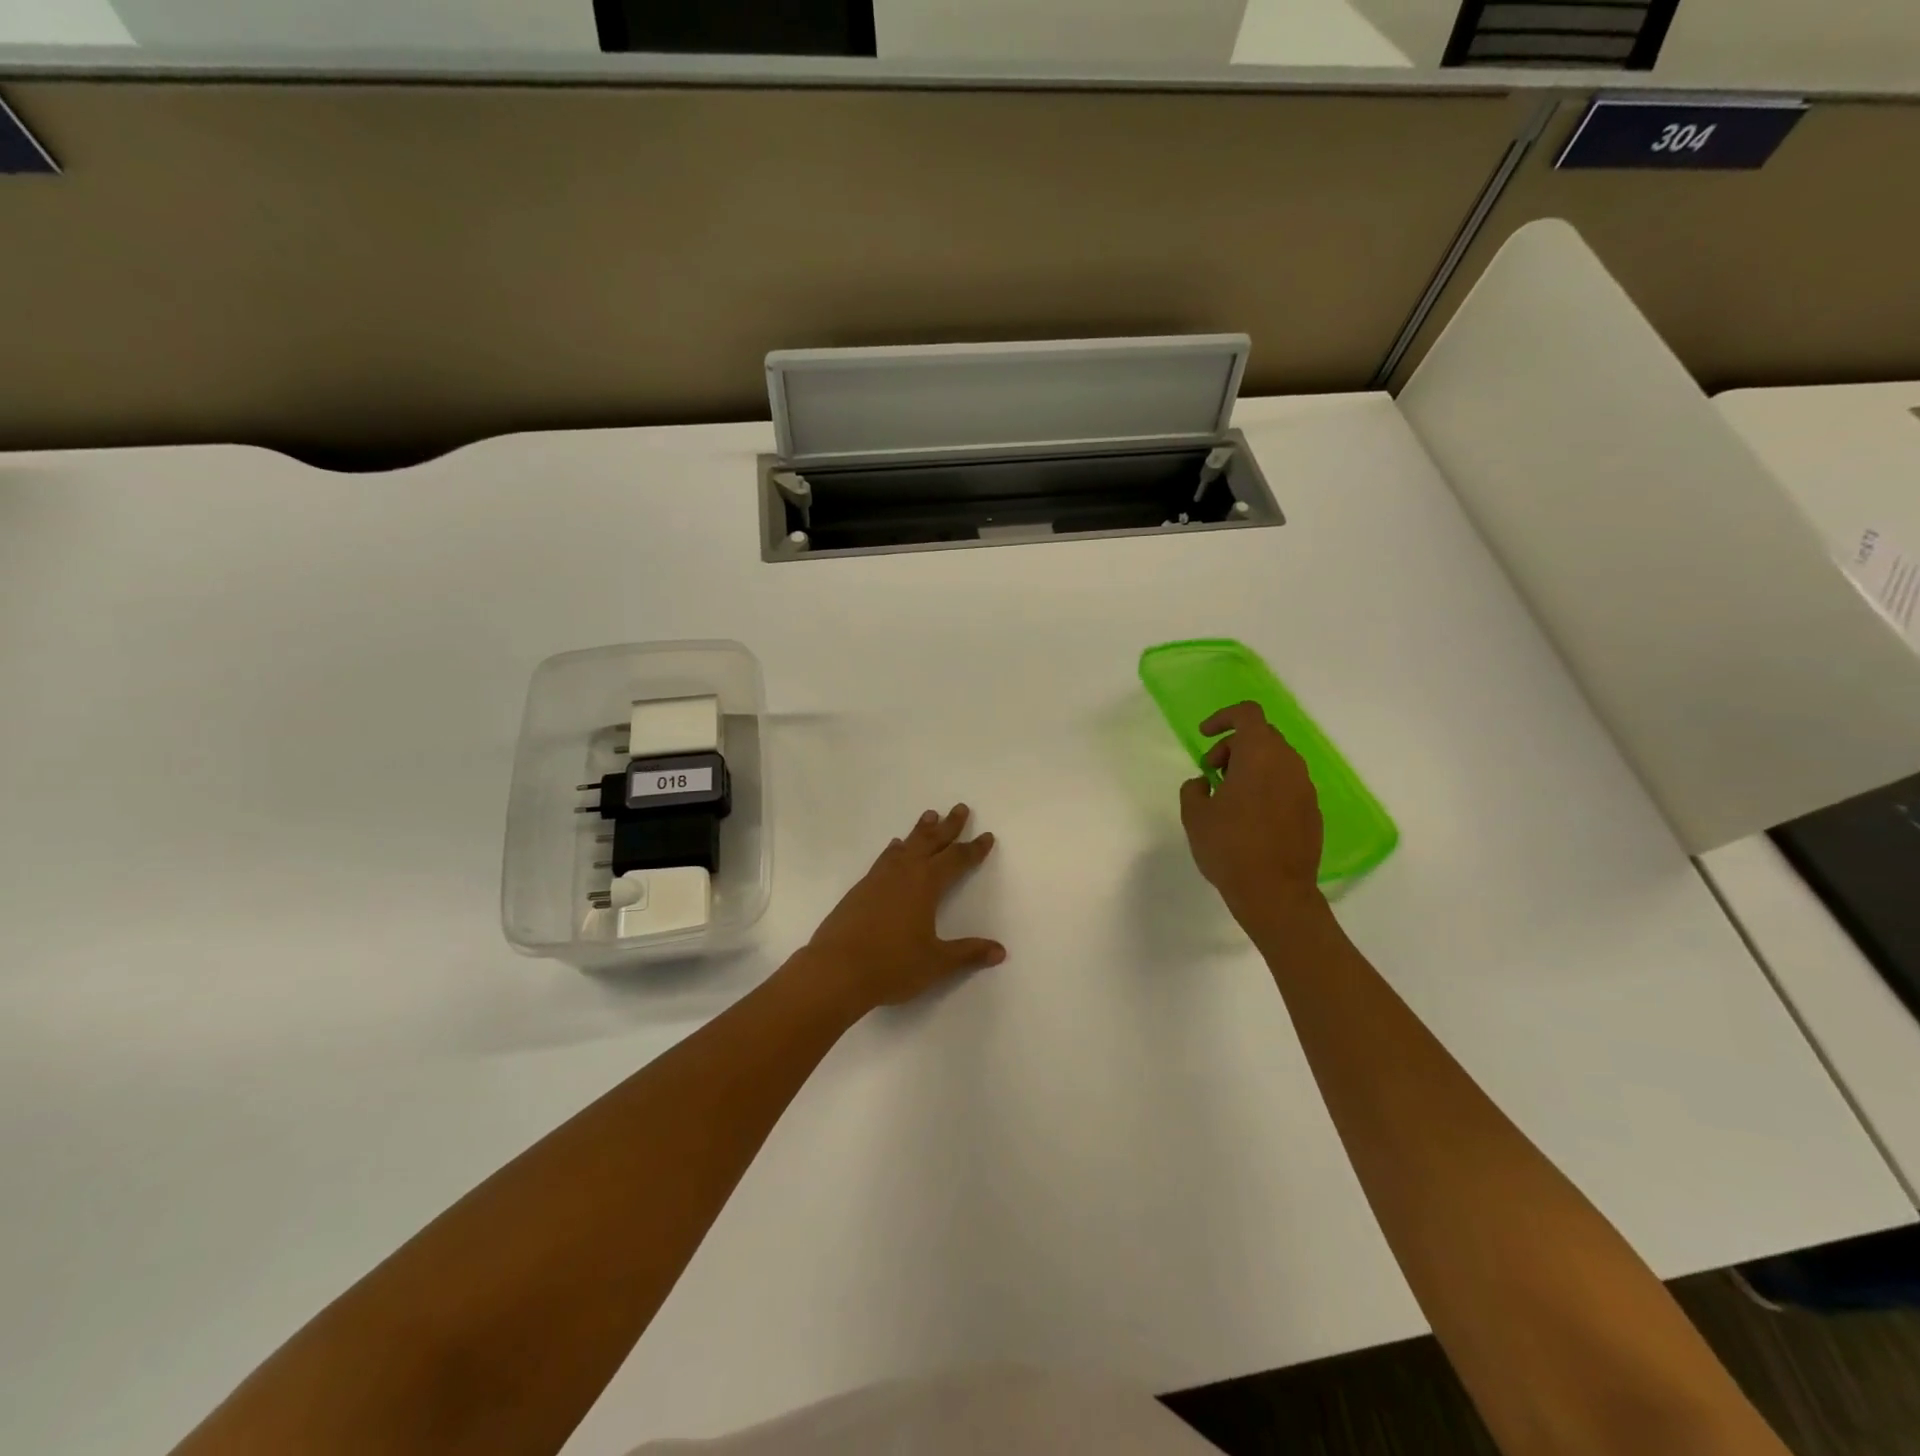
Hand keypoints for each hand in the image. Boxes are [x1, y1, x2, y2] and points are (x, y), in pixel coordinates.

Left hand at [800, 803, 1004, 1018]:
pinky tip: (894, 847)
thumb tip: (1000, 951)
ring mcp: (878, 878)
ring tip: (929, 816)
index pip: (956, 860)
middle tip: (960, 808)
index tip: (986, 836)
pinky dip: (895, 849)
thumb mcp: (936, 963)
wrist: (836, 970)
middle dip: (948, 826)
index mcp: (926, 884)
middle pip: (930, 842)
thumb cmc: (892, 965)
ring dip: (920, 831)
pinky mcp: (860, 889)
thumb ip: (967, 953)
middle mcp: (904, 873)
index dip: (973, 849)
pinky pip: (884, 858)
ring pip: (905, 845)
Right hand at [1179, 701, 1325, 929]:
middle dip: (1233, 747)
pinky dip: (1267, 788)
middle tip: (1211, 773)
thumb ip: (1194, 789)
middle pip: (1262, 736)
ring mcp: (1305, 788)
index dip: (1223, 718)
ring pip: (1276, 761)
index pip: (1247, 714)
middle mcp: (1289, 764)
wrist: (1275, 892)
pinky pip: (1287, 785)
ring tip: (1228, 797)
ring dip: (1250, 768)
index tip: (1204, 736)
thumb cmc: (1229, 846)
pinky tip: (1249, 818)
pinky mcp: (1312, 811)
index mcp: (1260, 755)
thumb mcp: (1195, 816)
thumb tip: (1203, 783)